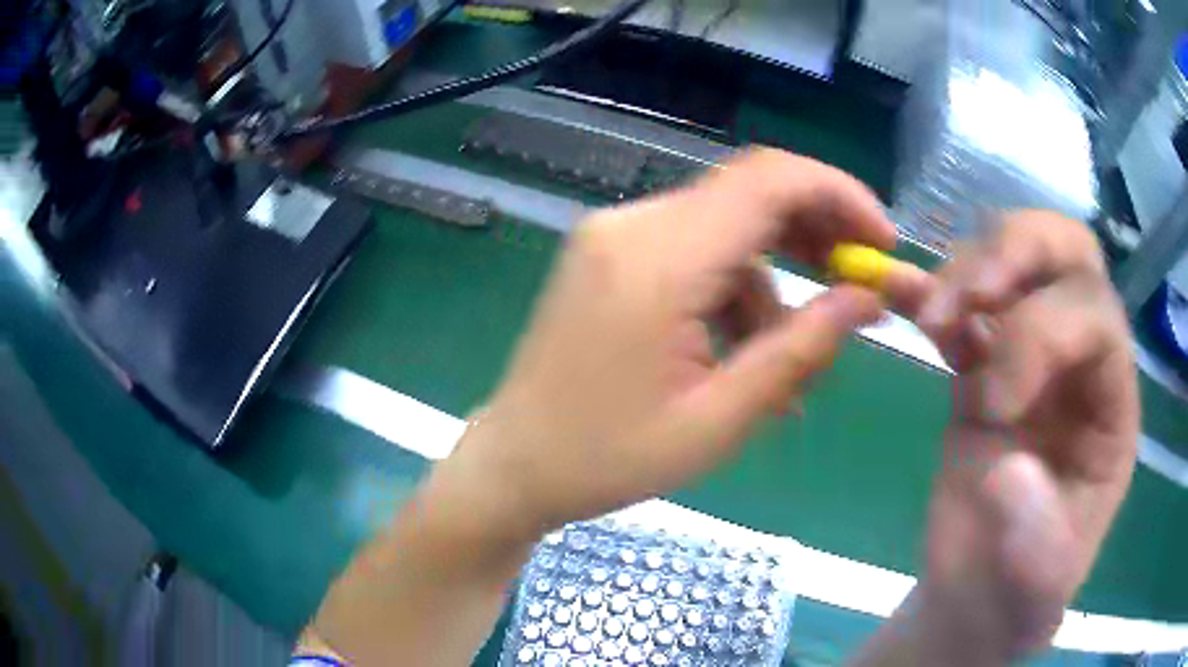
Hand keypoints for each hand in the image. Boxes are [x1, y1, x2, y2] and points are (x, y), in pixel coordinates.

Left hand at [442, 148, 894, 540]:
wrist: (516, 463)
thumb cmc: (608, 458)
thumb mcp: (719, 419)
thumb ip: (801, 349)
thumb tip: (867, 299)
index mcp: (658, 258)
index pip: (769, 180)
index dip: (840, 196)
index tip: (881, 242)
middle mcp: (633, 224)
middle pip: (750, 193)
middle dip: (815, 235)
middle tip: (855, 291)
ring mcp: (614, 234)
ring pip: (727, 228)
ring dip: (772, 282)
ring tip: (787, 365)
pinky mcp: (610, 253)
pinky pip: (694, 250)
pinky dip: (732, 290)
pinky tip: (738, 352)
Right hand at [903, 213, 1138, 661]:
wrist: (977, 595)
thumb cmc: (1018, 594)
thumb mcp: (1036, 590)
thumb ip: (1036, 540)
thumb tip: (1011, 466)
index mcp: (1111, 406)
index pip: (1097, 317)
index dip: (1045, 335)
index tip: (989, 403)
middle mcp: (1081, 364)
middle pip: (1068, 254)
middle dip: (1020, 251)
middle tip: (972, 291)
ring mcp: (1032, 358)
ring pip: (1016, 258)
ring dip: (970, 266)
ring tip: (934, 318)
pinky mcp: (984, 367)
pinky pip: (967, 306)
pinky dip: (936, 292)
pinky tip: (911, 307)